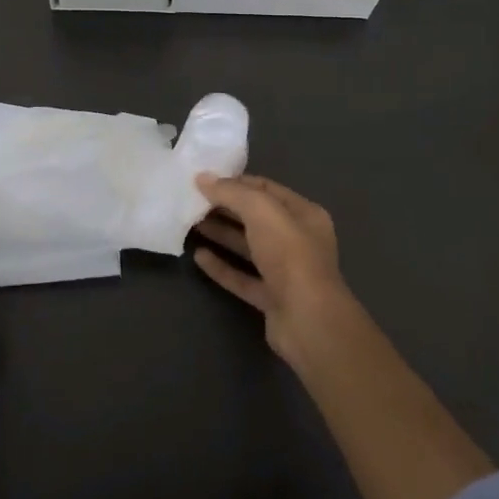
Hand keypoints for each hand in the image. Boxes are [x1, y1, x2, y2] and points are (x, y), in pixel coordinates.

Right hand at [193, 174, 351, 367]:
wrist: (308, 320)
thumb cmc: (290, 255)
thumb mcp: (261, 211)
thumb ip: (231, 192)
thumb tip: (202, 178)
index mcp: (303, 214)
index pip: (266, 189)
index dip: (235, 182)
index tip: (204, 180)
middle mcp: (297, 240)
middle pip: (255, 218)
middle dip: (225, 208)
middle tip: (191, 201)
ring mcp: (285, 272)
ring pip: (248, 247)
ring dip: (221, 234)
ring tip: (190, 224)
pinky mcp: (271, 298)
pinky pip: (242, 277)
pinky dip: (222, 267)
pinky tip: (198, 256)